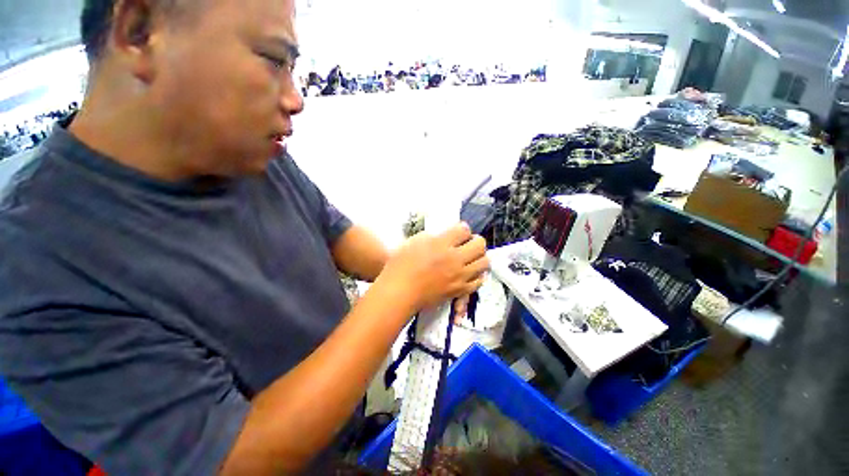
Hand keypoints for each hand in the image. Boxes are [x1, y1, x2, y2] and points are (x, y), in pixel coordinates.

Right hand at [377, 222, 488, 312]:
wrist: (400, 292)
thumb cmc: (402, 265)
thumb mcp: (415, 241)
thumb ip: (434, 236)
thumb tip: (446, 236)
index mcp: (442, 244)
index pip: (464, 229)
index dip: (463, 228)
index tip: (459, 231)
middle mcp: (455, 258)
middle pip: (480, 244)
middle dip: (475, 240)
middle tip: (467, 243)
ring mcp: (460, 275)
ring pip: (484, 262)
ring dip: (479, 256)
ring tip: (470, 257)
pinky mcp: (460, 290)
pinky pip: (479, 281)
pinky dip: (477, 274)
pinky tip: (470, 272)